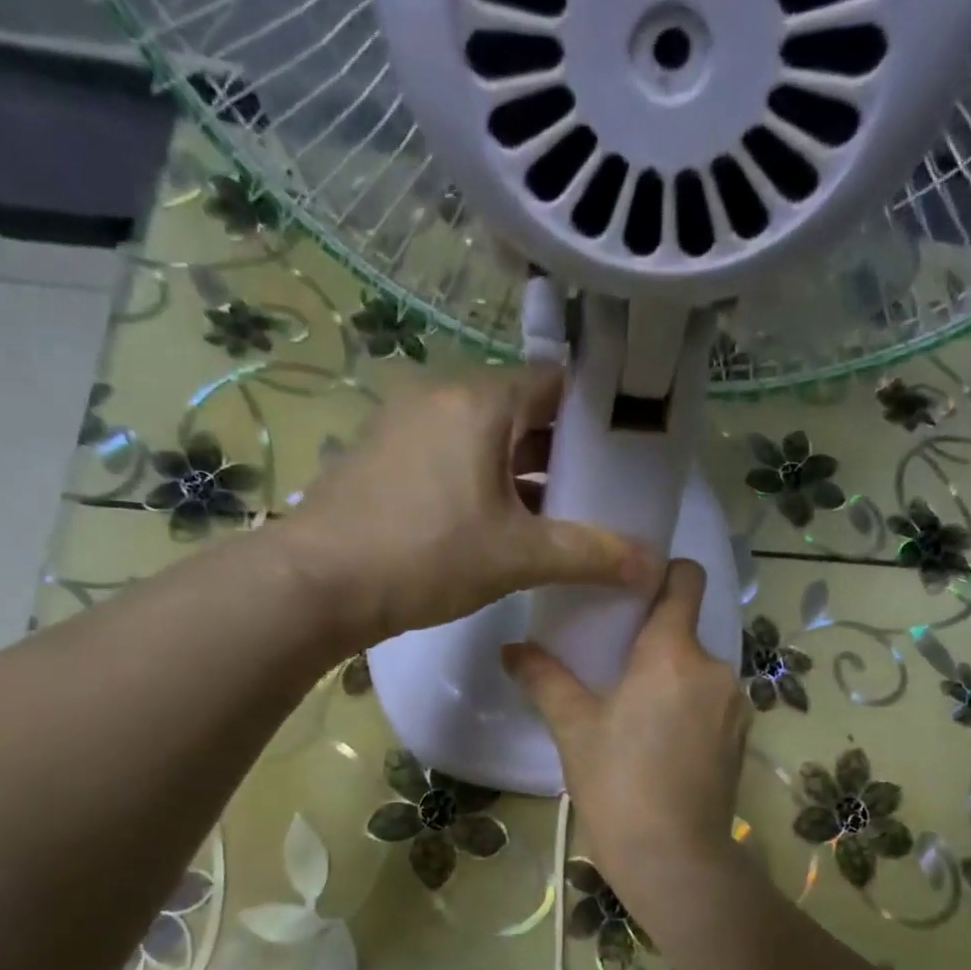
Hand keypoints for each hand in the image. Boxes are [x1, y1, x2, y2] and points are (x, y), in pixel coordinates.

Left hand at [287, 368, 656, 649]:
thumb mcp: (518, 556)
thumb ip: (589, 555)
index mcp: (479, 401)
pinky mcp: (382, 457)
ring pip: (483, 437)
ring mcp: (403, 425)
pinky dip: (481, 481)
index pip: (554, 385)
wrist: (318, 584)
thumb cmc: (427, 555)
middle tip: (595, 493)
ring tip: (557, 516)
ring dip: (520, 471)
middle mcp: (440, 396)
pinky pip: (449, 456)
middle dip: (559, 452)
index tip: (622, 452)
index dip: (593, 416)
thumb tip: (652, 566)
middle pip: (519, 412)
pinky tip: (498, 525)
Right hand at [505, 560, 747, 899]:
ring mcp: (735, 705)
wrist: (673, 858)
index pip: (687, 578)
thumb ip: (544, 679)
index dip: (663, 572)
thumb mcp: (574, 728)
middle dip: (654, 639)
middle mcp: (715, 668)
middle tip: (614, 663)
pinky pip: (713, 702)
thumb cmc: (617, 783)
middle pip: (687, 629)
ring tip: (636, 710)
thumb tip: (510, 649)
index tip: (631, 588)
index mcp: (674, 652)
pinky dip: (690, 707)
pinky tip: (662, 743)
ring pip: (699, 670)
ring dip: (673, 677)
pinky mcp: (742, 738)